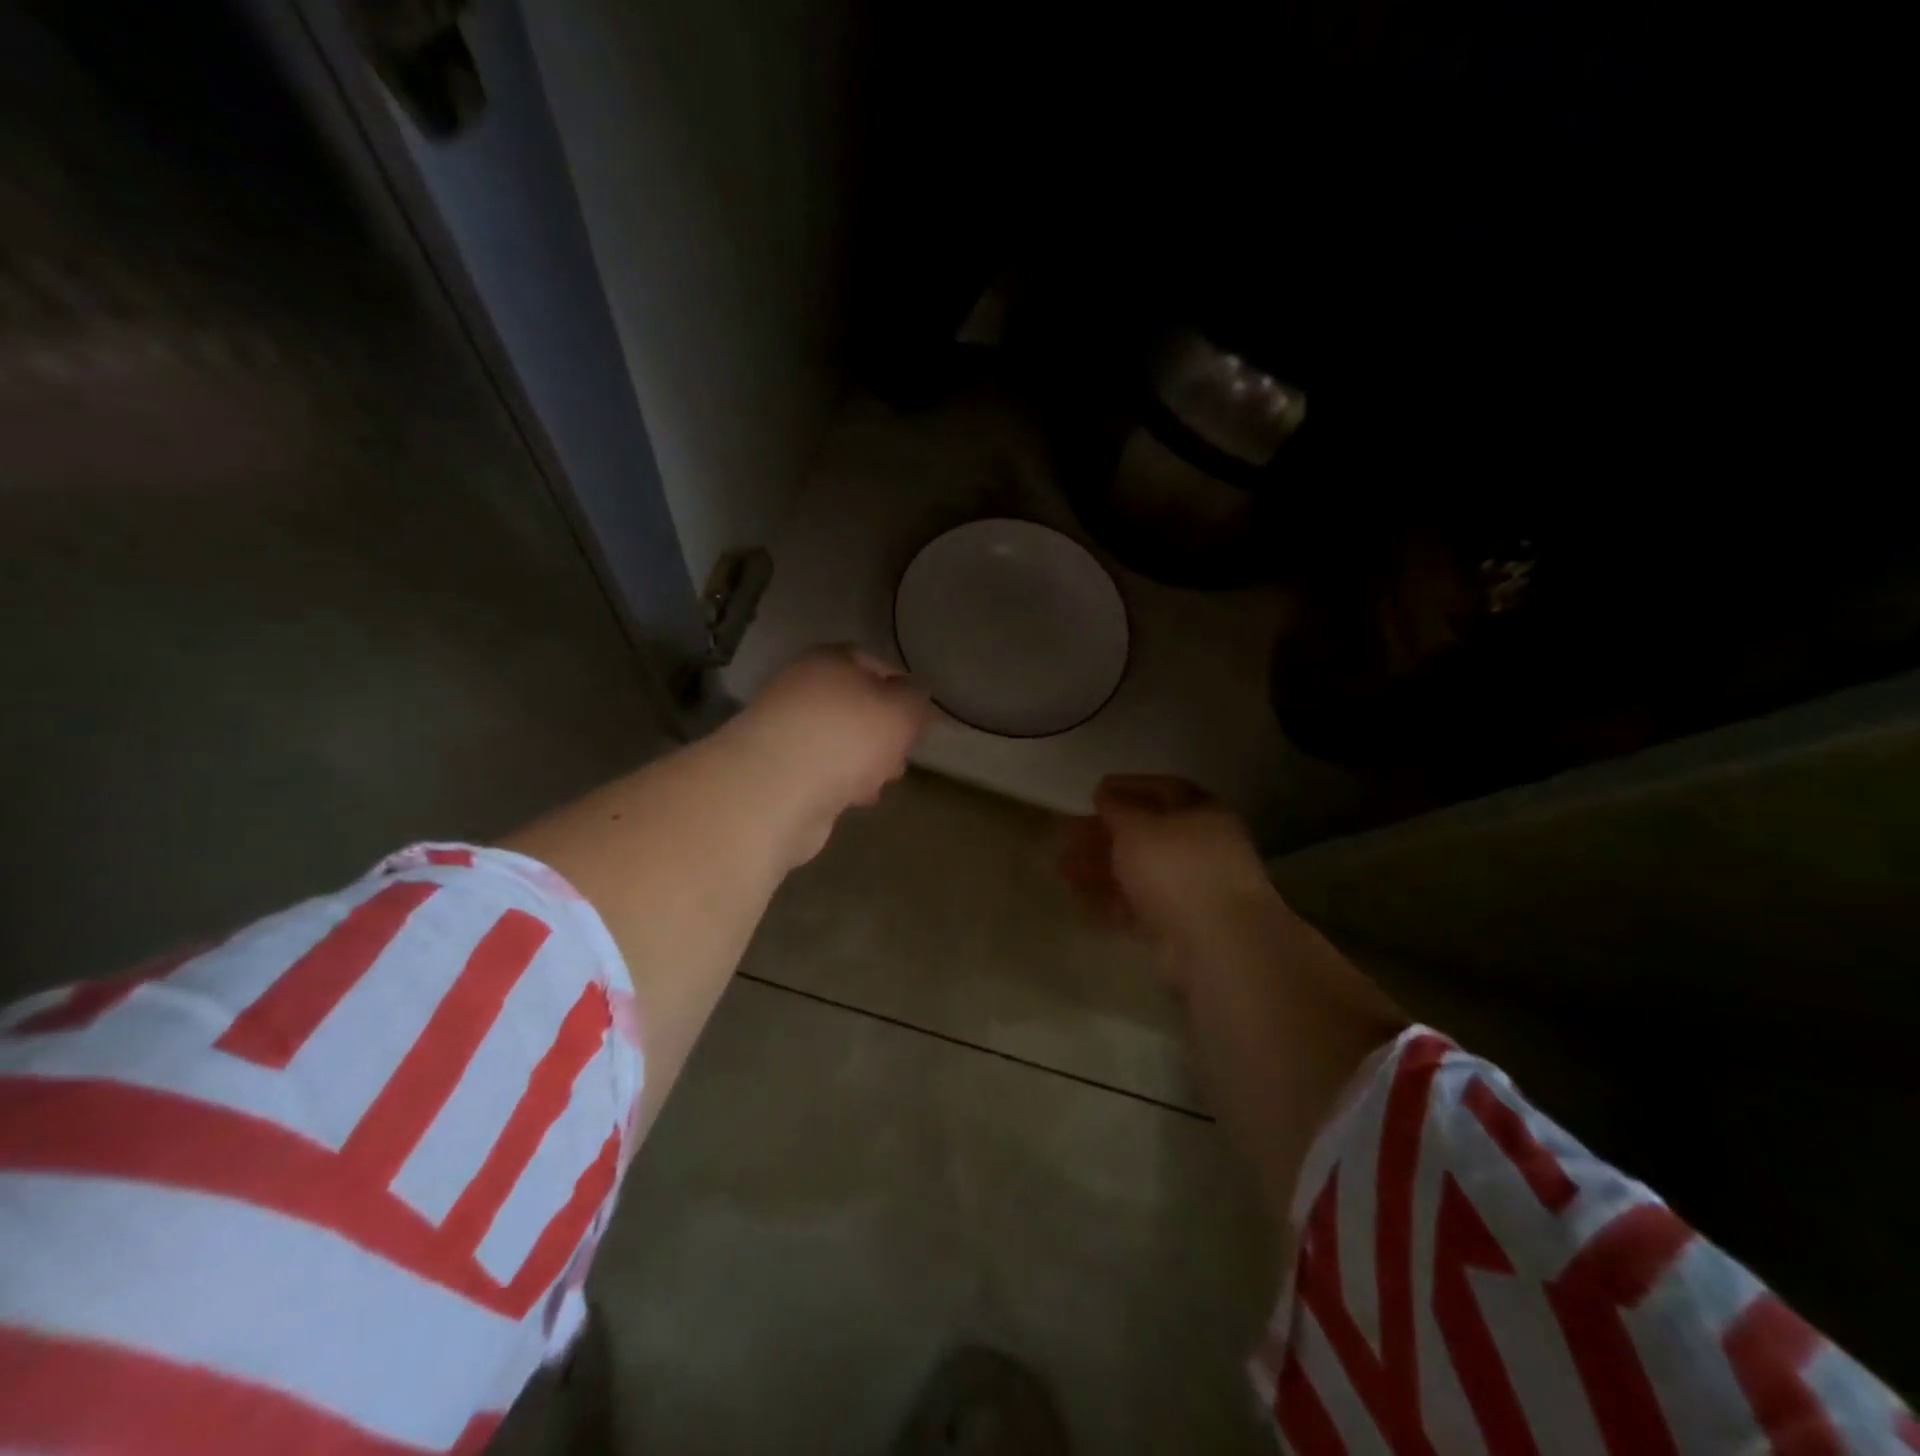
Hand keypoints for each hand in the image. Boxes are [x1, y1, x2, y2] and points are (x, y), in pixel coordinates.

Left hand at [724, 645, 933, 865]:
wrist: (775, 790)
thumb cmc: (846, 737)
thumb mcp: (901, 710)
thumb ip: (915, 699)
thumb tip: (914, 695)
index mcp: (829, 661)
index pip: (871, 662)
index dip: (900, 687)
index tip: (918, 717)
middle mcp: (802, 688)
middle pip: (854, 704)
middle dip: (882, 731)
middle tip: (902, 753)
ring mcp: (786, 730)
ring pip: (838, 740)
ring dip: (864, 759)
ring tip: (883, 781)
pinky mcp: (778, 770)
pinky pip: (821, 769)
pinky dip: (842, 781)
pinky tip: (856, 799)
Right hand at [1060, 775, 1281, 957]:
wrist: (1216, 945)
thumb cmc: (1177, 869)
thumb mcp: (1138, 828)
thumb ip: (1117, 808)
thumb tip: (1104, 793)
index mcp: (1202, 813)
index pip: (1163, 789)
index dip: (1127, 788)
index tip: (1093, 793)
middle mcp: (1201, 848)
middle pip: (1146, 834)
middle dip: (1104, 835)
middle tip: (1068, 837)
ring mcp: (1191, 889)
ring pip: (1138, 871)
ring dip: (1100, 868)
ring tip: (1062, 871)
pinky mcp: (1178, 924)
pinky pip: (1137, 905)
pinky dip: (1110, 900)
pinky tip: (1080, 900)